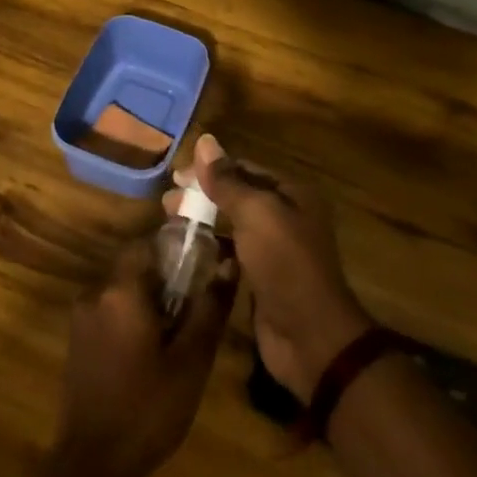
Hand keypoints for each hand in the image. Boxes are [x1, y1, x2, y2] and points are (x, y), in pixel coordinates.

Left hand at [55, 236, 238, 476]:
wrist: (93, 463)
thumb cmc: (148, 408)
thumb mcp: (191, 360)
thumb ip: (209, 307)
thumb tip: (228, 264)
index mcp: (120, 290)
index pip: (146, 243)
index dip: (174, 249)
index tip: (200, 266)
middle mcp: (95, 293)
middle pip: (133, 266)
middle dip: (164, 277)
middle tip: (194, 305)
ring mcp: (81, 317)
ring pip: (121, 290)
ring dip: (147, 299)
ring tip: (177, 331)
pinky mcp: (77, 340)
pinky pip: (109, 311)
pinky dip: (130, 317)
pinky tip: (150, 351)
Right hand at [168, 134, 372, 400]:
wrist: (309, 336)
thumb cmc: (284, 264)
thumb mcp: (256, 213)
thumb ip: (227, 180)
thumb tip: (205, 140)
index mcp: (292, 194)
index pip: (245, 169)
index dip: (210, 169)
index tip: (175, 177)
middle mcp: (286, 216)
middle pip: (237, 195)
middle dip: (202, 196)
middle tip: (167, 203)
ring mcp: (275, 249)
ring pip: (233, 225)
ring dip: (203, 222)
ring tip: (170, 224)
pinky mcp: (263, 278)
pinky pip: (233, 253)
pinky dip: (212, 249)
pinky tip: (189, 252)